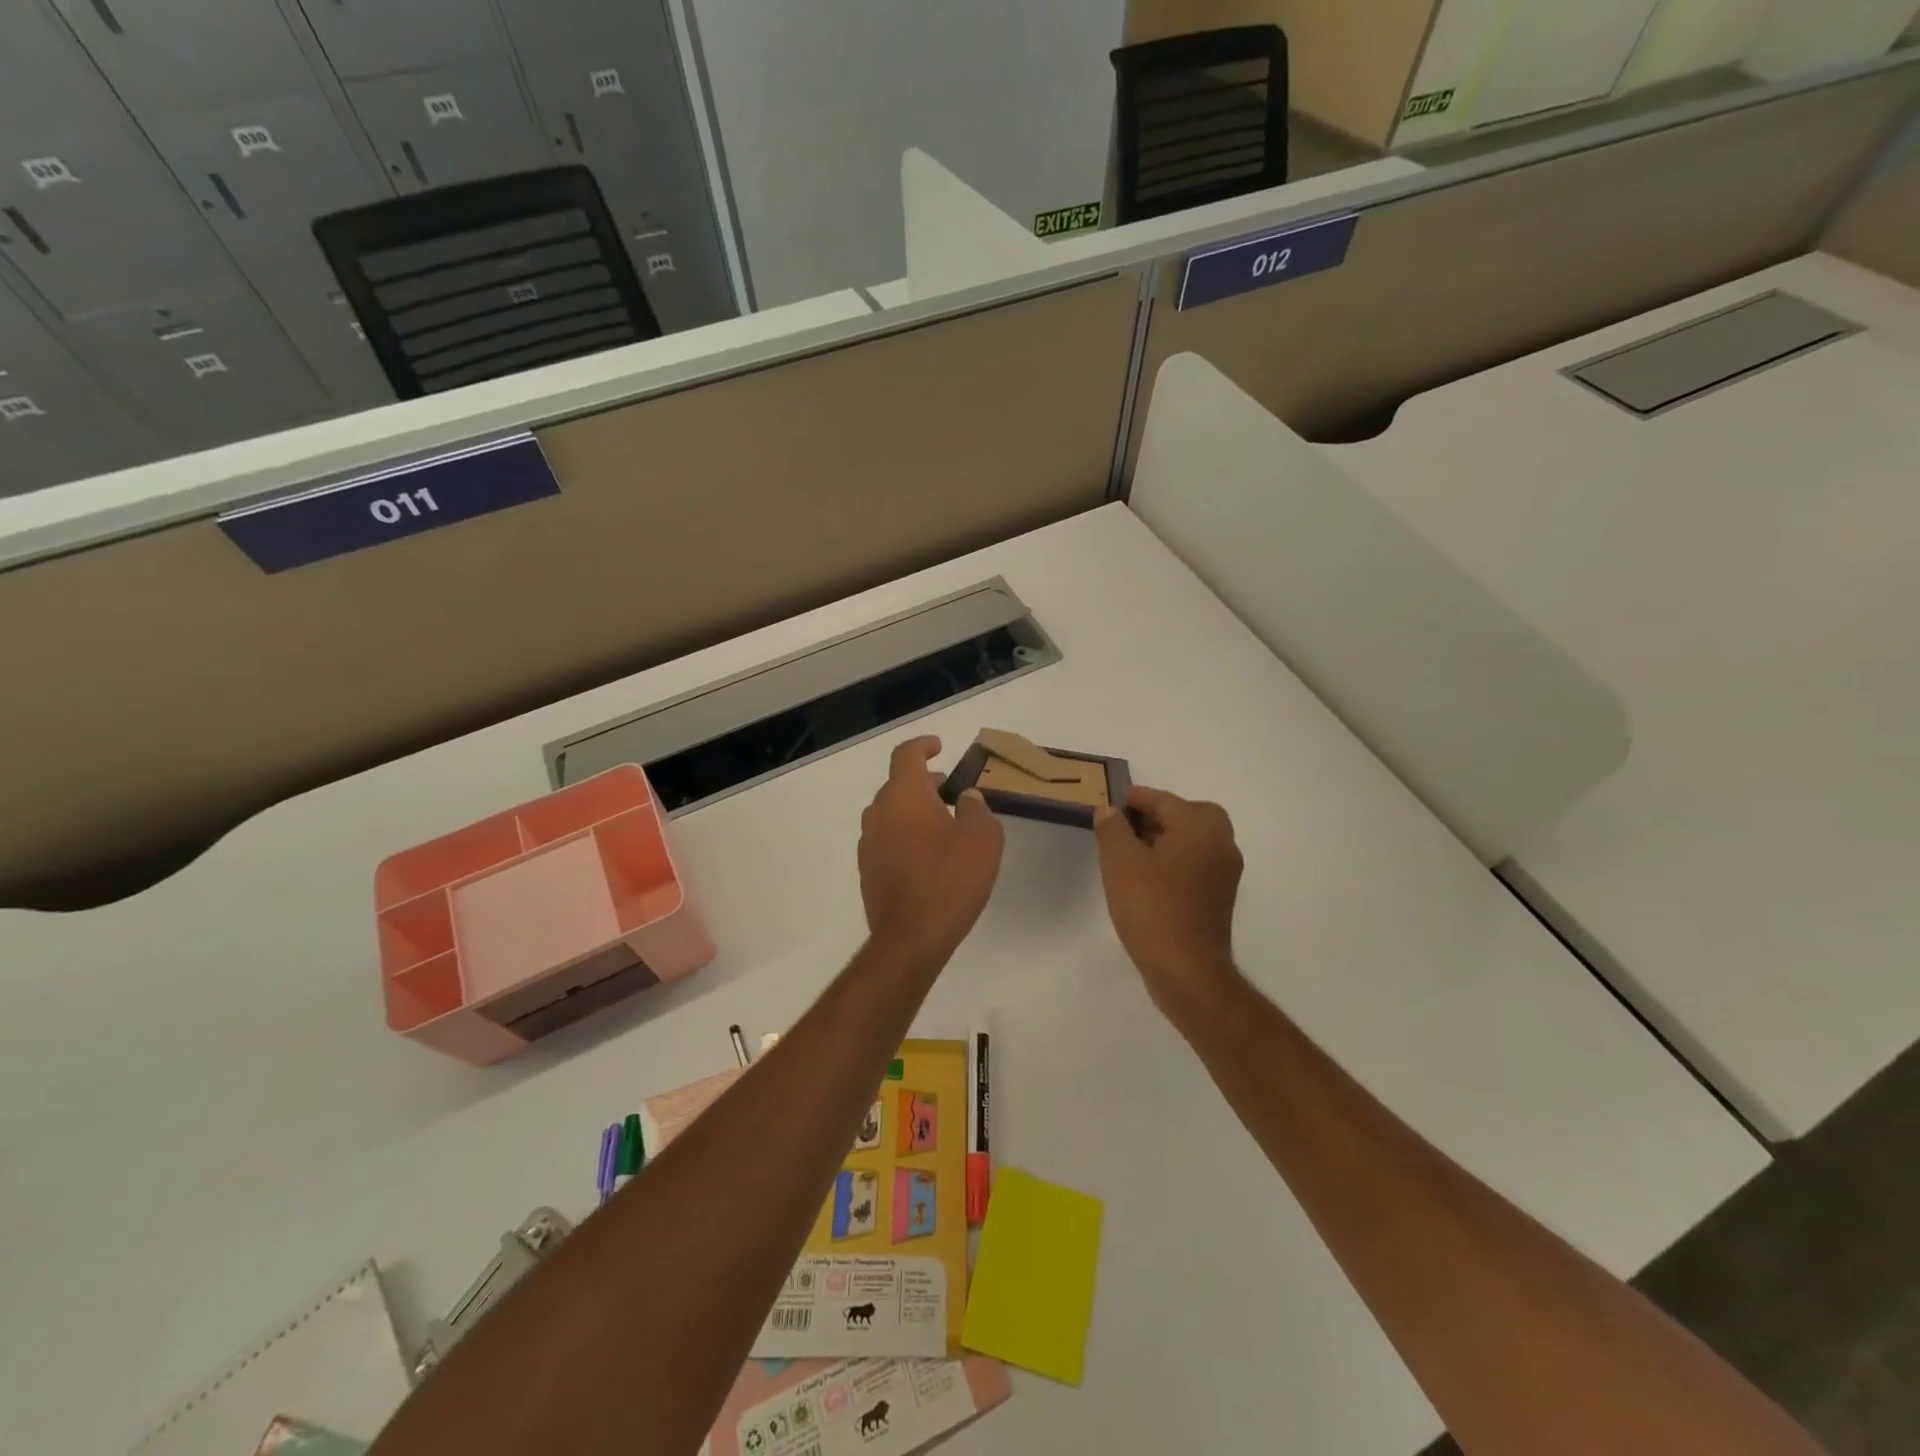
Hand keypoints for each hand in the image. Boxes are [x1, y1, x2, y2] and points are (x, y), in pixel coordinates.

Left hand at [858, 737, 1004, 960]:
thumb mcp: (982, 838)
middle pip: (897, 785)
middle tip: (951, 792)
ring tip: (944, 826)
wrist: (911, 938)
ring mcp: (869, 844)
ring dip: (915, 811)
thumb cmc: (949, 880)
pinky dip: (906, 836)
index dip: (923, 746)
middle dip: (924, 783)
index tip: (939, 748)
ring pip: (891, 813)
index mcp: (903, 796)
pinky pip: (888, 840)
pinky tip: (929, 857)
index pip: (905, 755)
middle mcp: (879, 813)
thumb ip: (977, 809)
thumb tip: (967, 798)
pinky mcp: (868, 871)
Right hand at [1095, 786, 1243, 1018]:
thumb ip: (1112, 828)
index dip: (1135, 799)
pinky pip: (1195, 865)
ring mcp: (1225, 873)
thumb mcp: (1120, 861)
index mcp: (1200, 826)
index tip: (1111, 803)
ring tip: (1130, 853)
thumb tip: (1110, 811)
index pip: (1163, 800)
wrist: (1186, 969)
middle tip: (1125, 827)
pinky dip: (1174, 862)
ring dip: (1165, 840)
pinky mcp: (1220, 898)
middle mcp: (1221, 843)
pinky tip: (1147, 879)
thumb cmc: (1152, 907)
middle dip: (1155, 817)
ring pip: (1193, 841)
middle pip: (1186, 816)